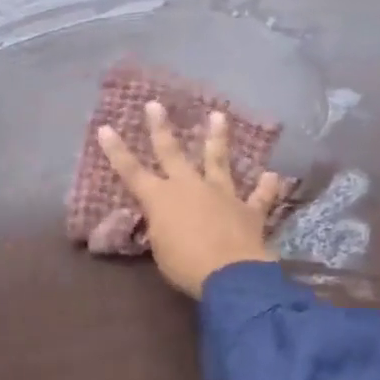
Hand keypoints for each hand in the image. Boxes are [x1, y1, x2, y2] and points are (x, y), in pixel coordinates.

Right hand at [97, 101, 283, 296]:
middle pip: (172, 152)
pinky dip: (266, 188)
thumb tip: (167, 220)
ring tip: (219, 116)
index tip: (106, 128)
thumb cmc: (185, 265)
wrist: (231, 274)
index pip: (131, 171)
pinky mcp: (248, 210)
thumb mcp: (161, 249)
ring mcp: (221, 195)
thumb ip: (163, 227)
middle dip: (160, 128)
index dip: (117, 151)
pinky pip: (259, 197)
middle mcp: (189, 187)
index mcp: (160, 199)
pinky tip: (273, 176)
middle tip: (155, 104)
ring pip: (218, 161)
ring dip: (218, 138)